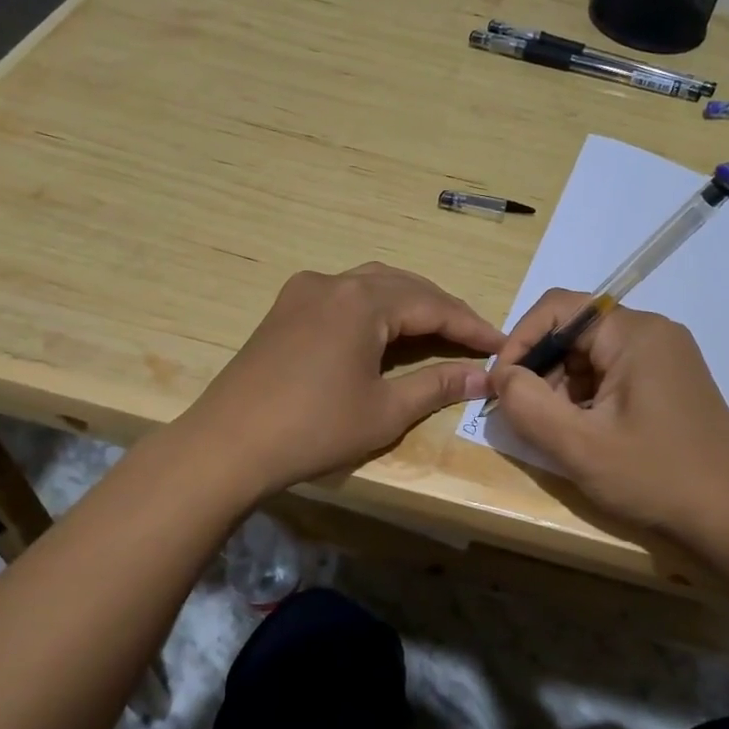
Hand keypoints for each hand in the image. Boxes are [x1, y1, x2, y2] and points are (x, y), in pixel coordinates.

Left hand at [180, 263, 502, 499]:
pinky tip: (384, 331)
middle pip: (404, 286)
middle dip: (442, 310)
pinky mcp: (284, 309)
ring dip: (409, 303)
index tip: (501, 345)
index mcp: (362, 302)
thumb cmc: (313, 430)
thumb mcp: (385, 411)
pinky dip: (375, 307)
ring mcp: (303, 292)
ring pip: (372, 284)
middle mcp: (333, 282)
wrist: (227, 445)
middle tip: (474, 338)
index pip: (433, 305)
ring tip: (438, 330)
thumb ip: (437, 386)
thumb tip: (484, 377)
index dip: (471, 326)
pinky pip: (344, 295)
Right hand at [489, 290, 728, 548]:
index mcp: (635, 333)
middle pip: (575, 332)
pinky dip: (588, 399)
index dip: (520, 341)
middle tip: (527, 418)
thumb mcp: (579, 446)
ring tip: (558, 433)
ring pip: (592, 357)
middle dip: (542, 370)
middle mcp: (653, 333)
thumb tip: (502, 376)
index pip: (559, 308)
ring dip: (563, 389)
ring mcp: (666, 358)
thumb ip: (528, 405)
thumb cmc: (657, 478)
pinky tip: (587, 436)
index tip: (501, 387)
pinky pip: (613, 376)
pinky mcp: (671, 384)